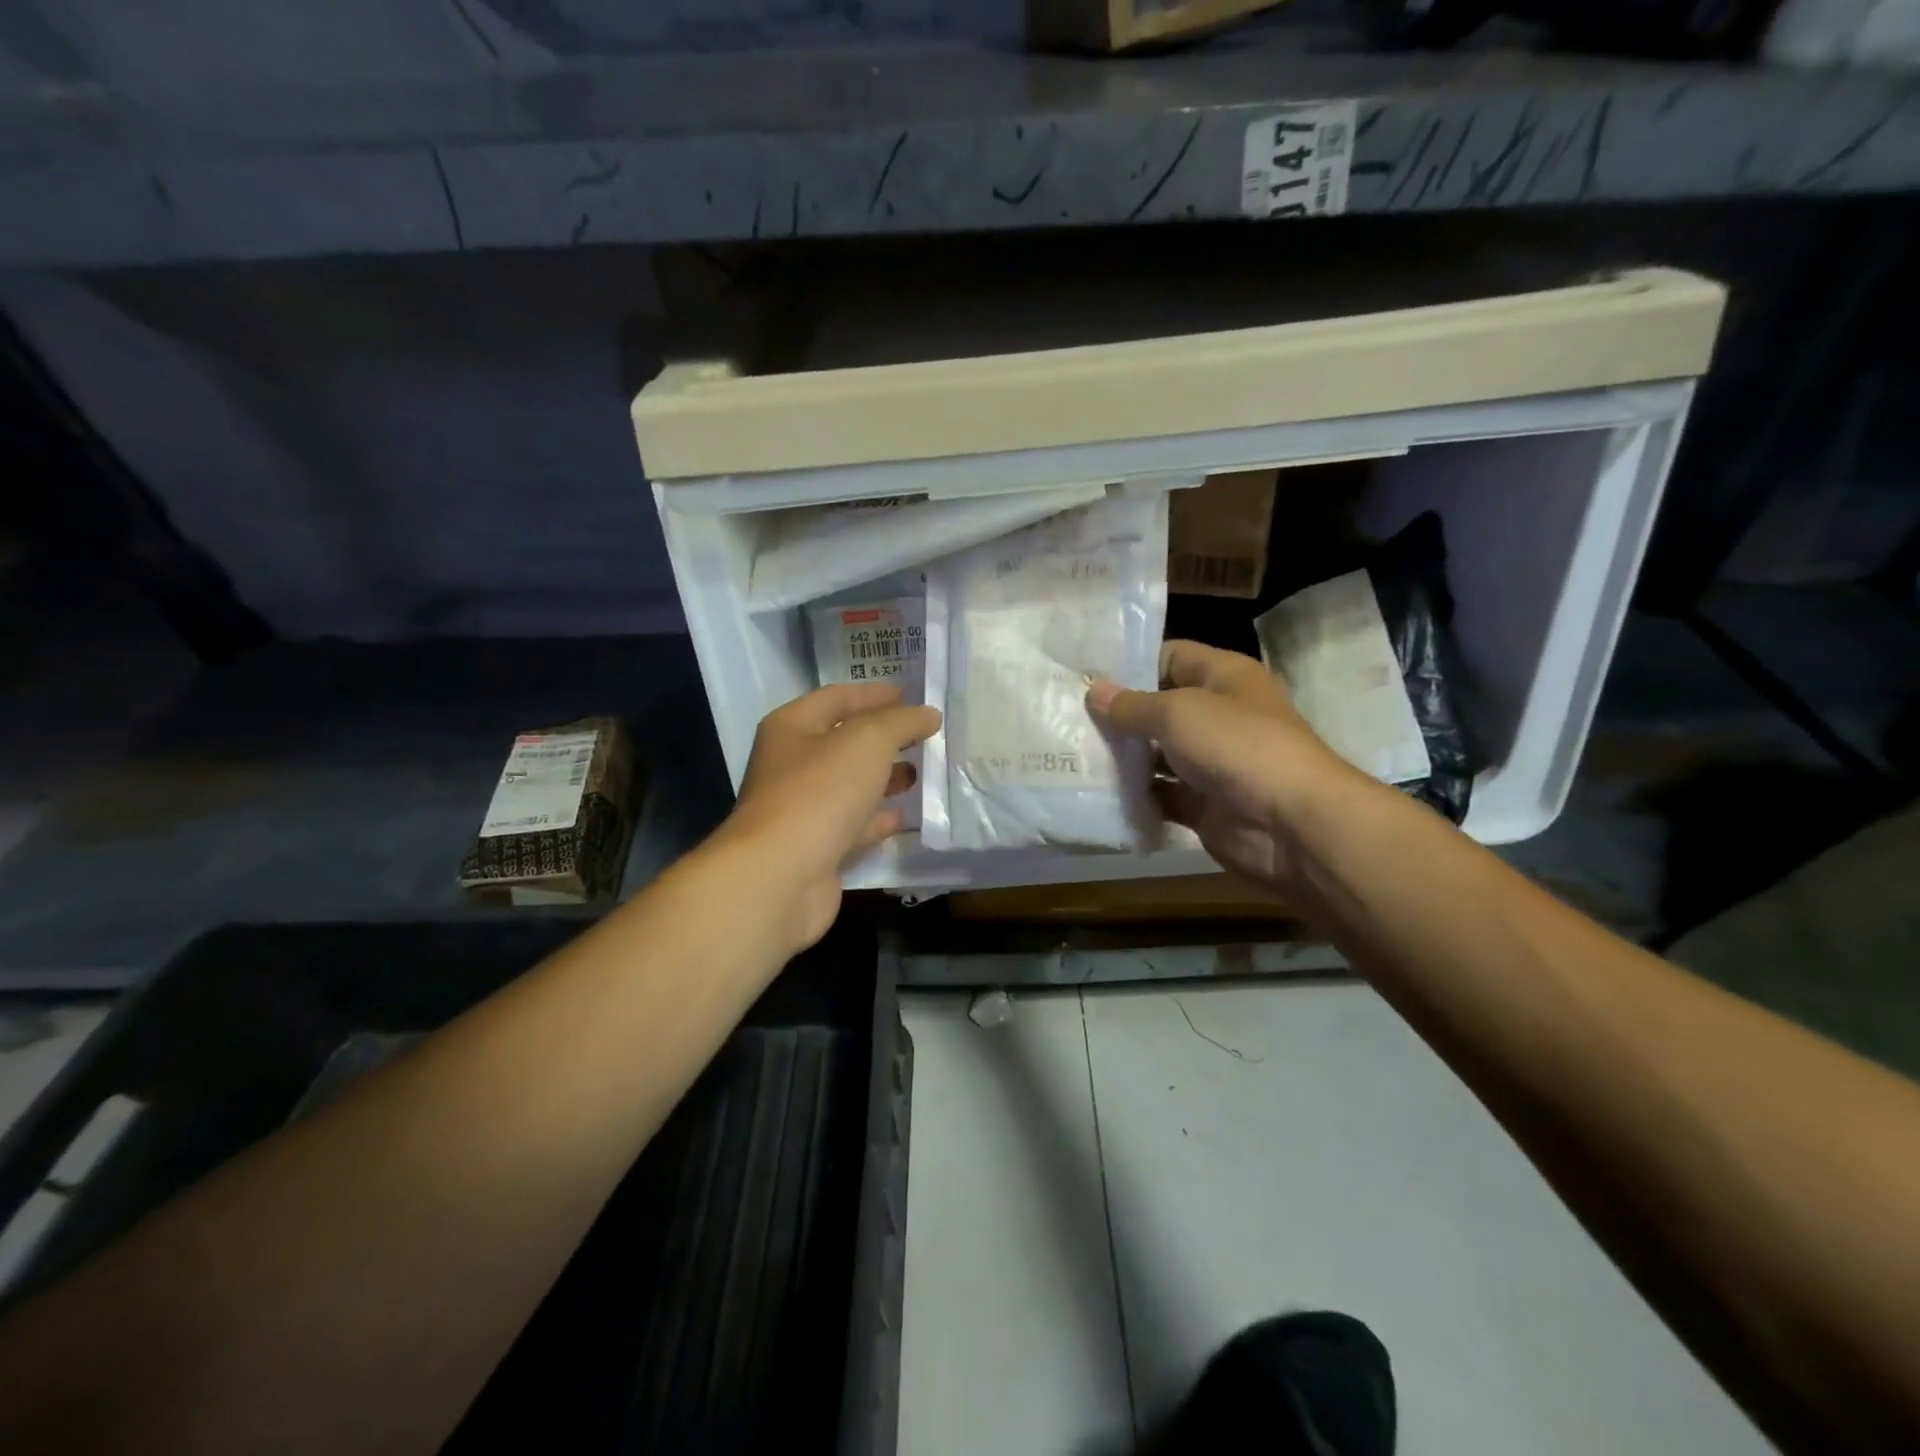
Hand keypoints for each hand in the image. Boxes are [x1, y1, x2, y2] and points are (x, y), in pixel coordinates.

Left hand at [716, 682, 940, 952]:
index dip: (872, 694)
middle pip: (843, 742)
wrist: (780, 877)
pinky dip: (877, 820)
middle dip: (883, 738)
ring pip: (849, 786)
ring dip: (883, 779)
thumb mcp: (867, 741)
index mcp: (792, 728)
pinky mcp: (815, 849)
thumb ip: (901, 722)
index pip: (836, 698)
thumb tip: (928, 714)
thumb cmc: (820, 792)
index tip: (909, 695)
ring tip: (921, 773)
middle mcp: (791, 765)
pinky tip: (903, 817)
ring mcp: (801, 810)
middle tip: (923, 735)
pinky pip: (852, 826)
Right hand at [1087, 640, 1369, 891]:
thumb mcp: (1178, 713)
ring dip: (1122, 757)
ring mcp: (1211, 762)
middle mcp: (1217, 715)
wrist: (1291, 824)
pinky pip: (1161, 794)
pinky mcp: (1203, 804)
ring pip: (1157, 754)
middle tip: (1066, 717)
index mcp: (1222, 677)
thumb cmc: (1237, 746)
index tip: (1083, 674)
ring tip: (1072, 753)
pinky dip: (1135, 795)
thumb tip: (1093, 692)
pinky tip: (1097, 792)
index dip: (1130, 662)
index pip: (1170, 656)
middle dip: (1117, 714)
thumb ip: (1132, 705)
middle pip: (1159, 707)